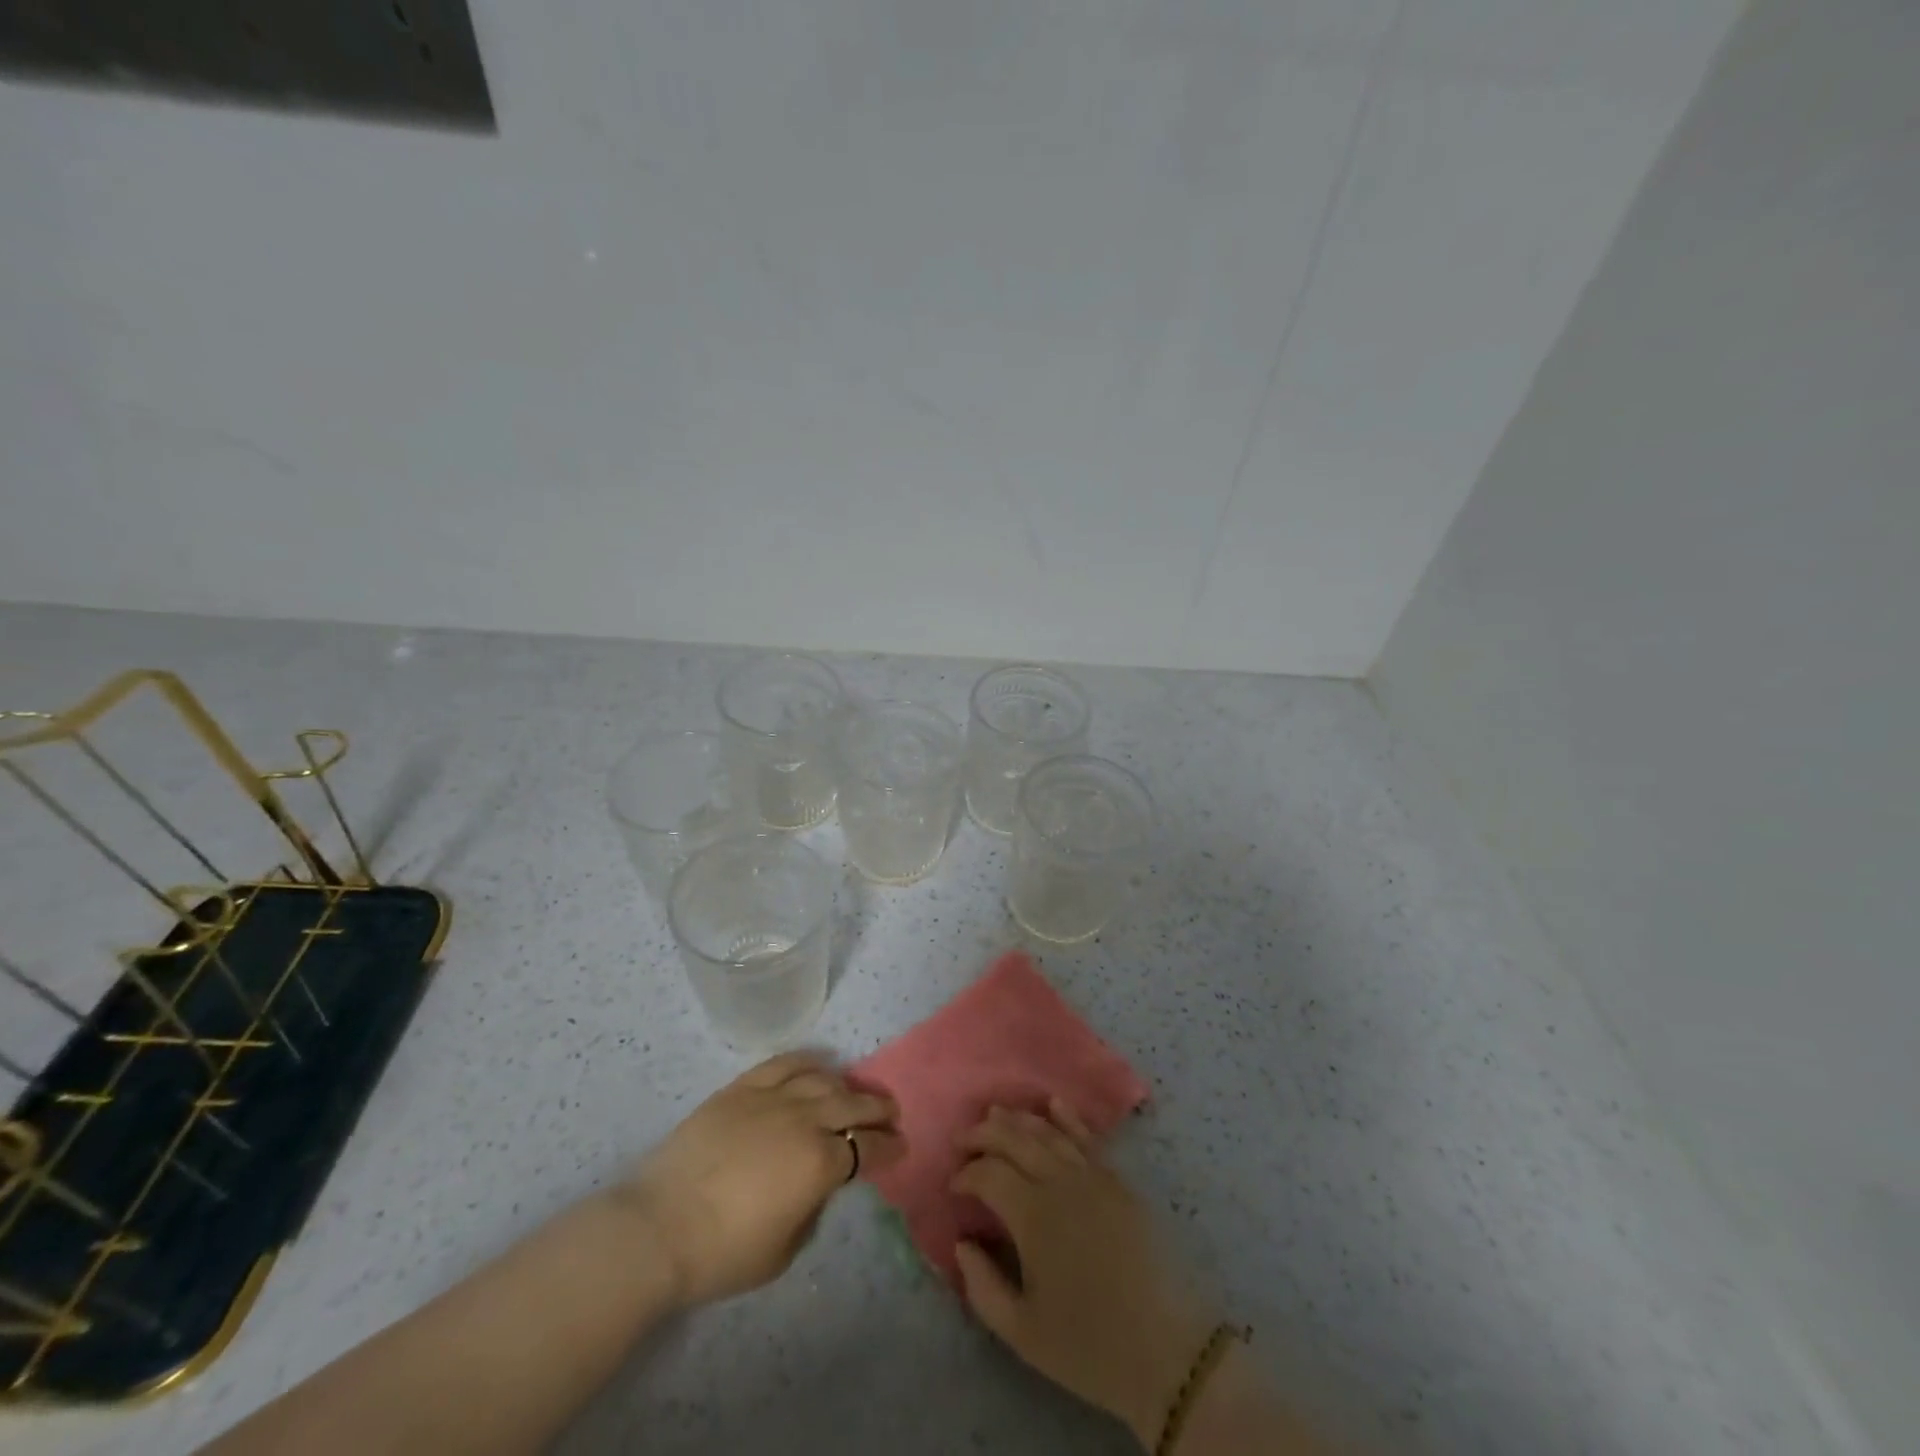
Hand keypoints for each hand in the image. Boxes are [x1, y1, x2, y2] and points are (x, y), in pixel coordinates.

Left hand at [617, 1053, 902, 1307]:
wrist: (658, 1228)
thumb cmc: (723, 1253)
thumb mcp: (784, 1250)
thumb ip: (813, 1208)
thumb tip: (819, 1183)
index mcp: (820, 1163)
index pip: (868, 1147)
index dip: (889, 1147)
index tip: (900, 1147)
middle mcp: (805, 1120)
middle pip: (853, 1104)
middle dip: (878, 1109)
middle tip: (891, 1113)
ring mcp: (772, 1098)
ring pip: (823, 1080)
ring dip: (847, 1085)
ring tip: (855, 1091)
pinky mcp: (742, 1088)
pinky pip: (784, 1064)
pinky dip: (807, 1061)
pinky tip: (818, 1065)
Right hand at [952, 1100, 1215, 1447]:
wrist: (1168, 1350)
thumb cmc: (1089, 1347)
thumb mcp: (1022, 1332)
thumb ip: (982, 1286)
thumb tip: (962, 1243)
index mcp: (1033, 1215)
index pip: (989, 1174)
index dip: (966, 1173)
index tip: (954, 1186)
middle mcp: (1060, 1182)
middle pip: (1015, 1140)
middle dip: (984, 1134)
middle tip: (964, 1138)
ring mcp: (1093, 1177)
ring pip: (1048, 1132)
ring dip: (1018, 1119)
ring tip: (996, 1114)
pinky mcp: (1118, 1181)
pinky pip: (1086, 1138)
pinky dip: (1066, 1117)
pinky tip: (1053, 1104)